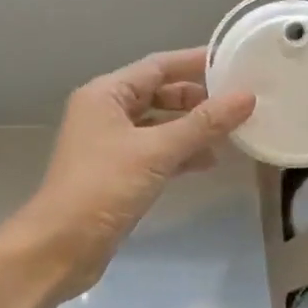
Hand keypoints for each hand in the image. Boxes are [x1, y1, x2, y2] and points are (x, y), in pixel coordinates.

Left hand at [0, 48, 255, 302]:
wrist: (60, 247)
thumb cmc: (103, 187)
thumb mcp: (157, 151)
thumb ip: (203, 124)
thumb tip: (246, 97)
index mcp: (106, 94)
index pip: (157, 67)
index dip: (195, 62)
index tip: (233, 61)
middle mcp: (105, 112)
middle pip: (158, 94)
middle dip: (197, 98)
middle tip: (239, 100)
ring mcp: (110, 144)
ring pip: (158, 125)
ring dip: (191, 127)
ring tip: (233, 131)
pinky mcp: (117, 173)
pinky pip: (155, 152)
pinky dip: (180, 153)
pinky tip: (209, 161)